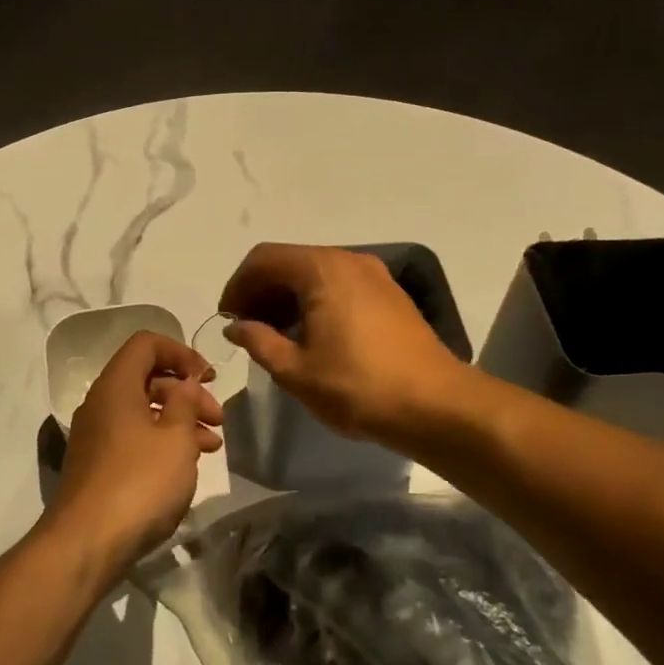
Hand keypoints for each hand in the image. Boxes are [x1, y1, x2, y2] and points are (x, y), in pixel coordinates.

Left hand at [42, 332, 223, 573]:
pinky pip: (135, 439)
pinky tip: (188, 465)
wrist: (86, 544)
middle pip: (147, 378)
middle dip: (187, 392)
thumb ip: (185, 402)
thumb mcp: (175, 438)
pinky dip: (163, 442)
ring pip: (144, 412)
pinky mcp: (99, 465)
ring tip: (212, 445)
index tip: (208, 376)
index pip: (146, 344)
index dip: (181, 352)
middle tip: (217, 417)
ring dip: (180, 420)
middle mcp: (101, 404)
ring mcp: (97, 436)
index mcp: (116, 386)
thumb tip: (184, 382)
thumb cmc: (139, 482)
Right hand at [219, 243, 466, 445]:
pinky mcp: (390, 295)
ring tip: (274, 335)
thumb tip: (236, 325)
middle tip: (246, 328)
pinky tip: (310, 336)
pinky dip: (315, 302)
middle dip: (261, 291)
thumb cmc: (358, 387)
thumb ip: (258, 341)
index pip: (264, 259)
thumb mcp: (295, 370)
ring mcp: (374, 276)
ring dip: (287, 298)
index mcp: (322, 270)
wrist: (436, 405)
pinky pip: (339, 286)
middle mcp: (349, 260)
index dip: (238, 286)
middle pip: (290, 262)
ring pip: (316, 274)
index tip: (227, 318)